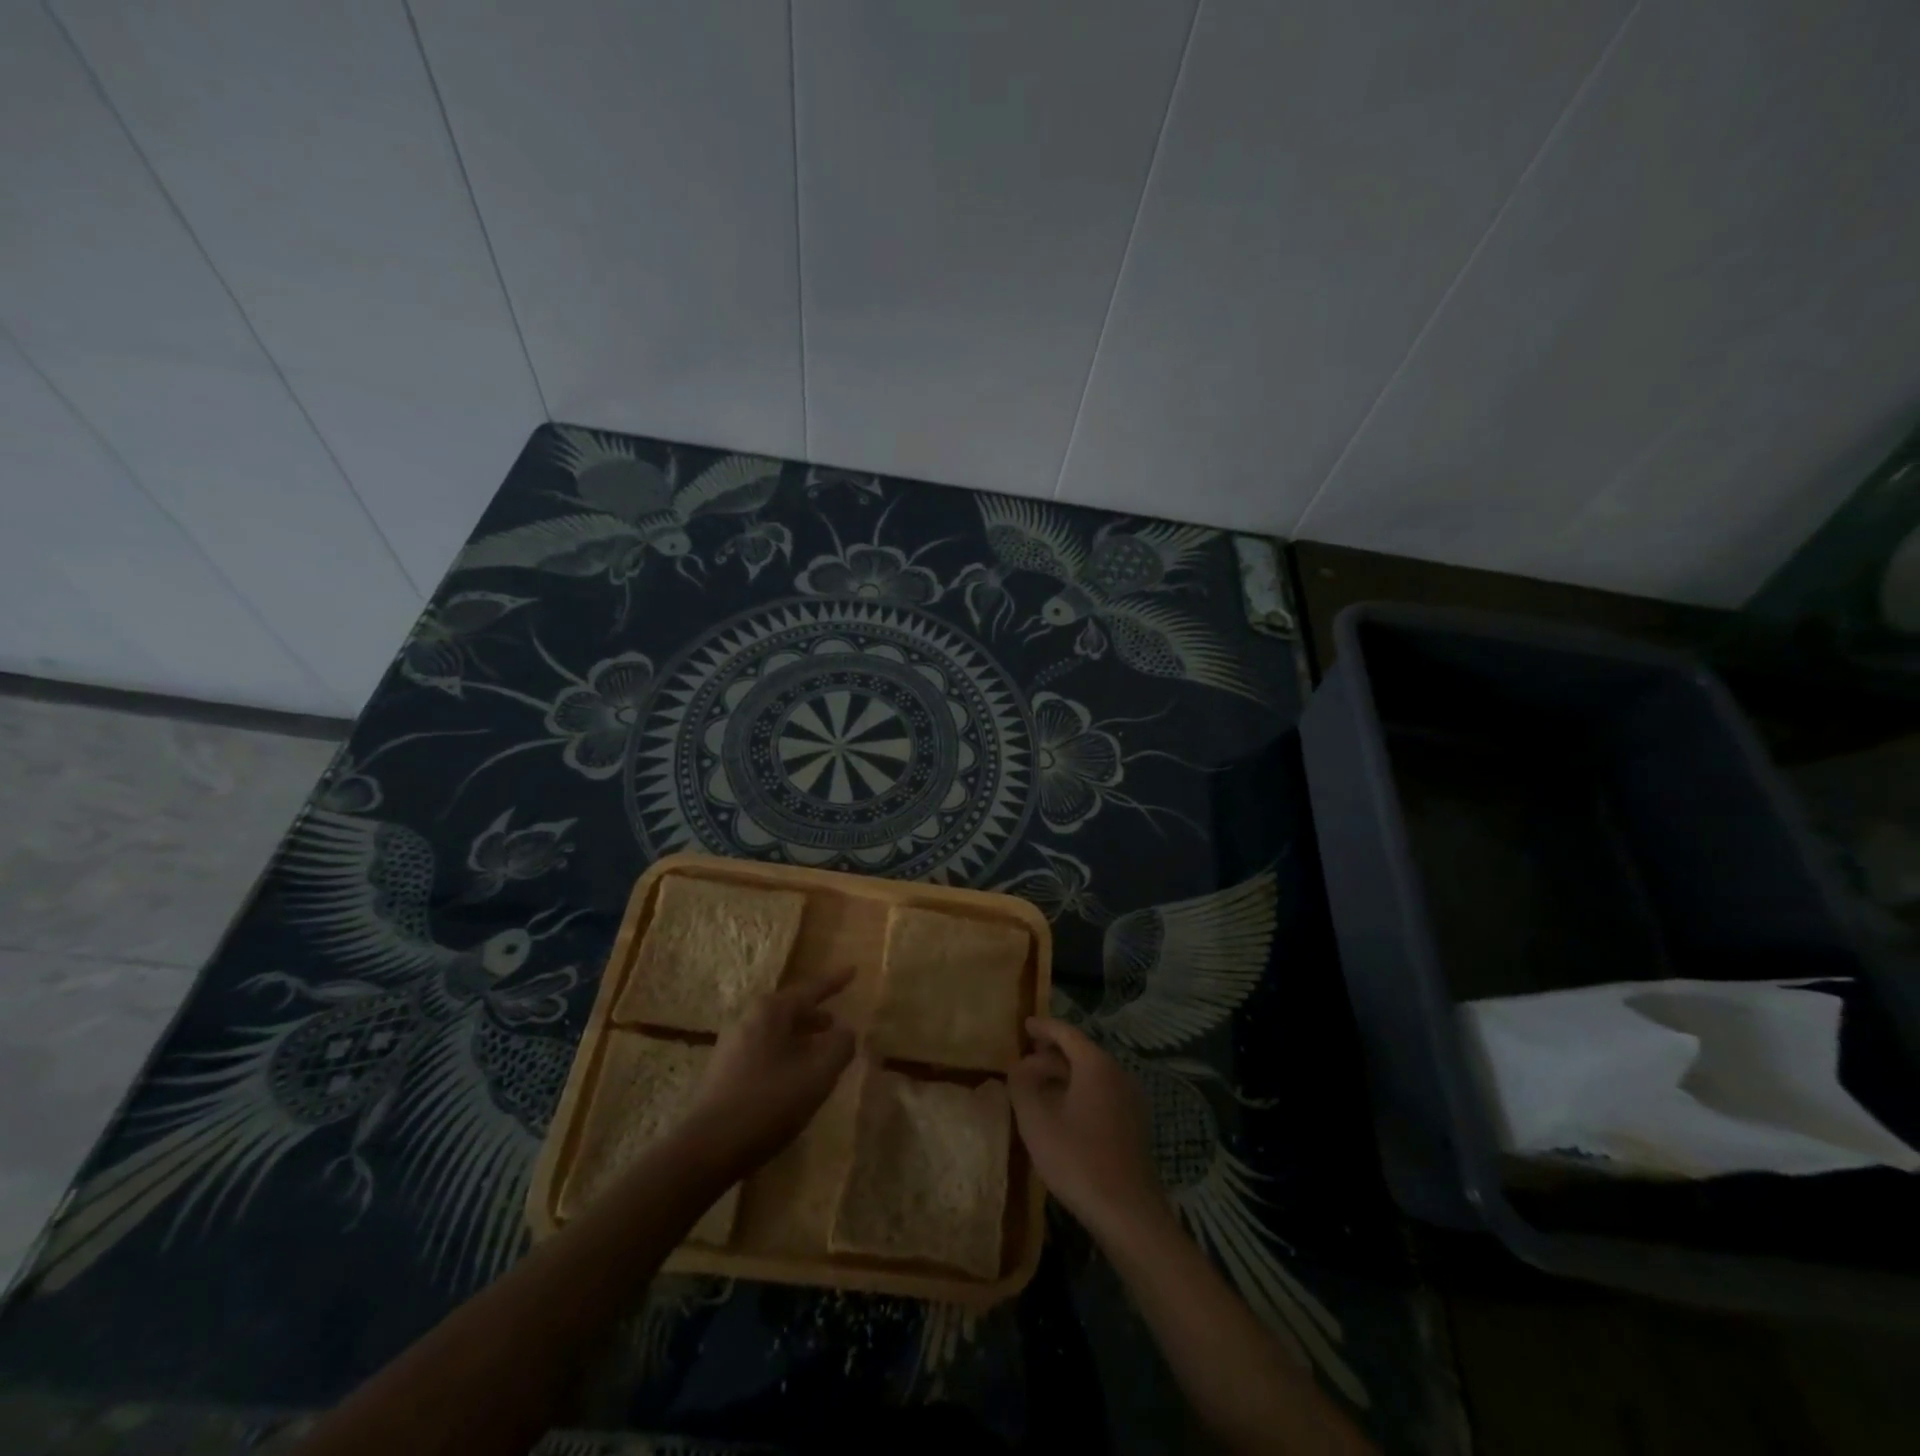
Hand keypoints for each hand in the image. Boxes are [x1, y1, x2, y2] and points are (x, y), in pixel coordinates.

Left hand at [681, 967, 856, 1176]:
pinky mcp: (724, 1070)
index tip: (853, 970)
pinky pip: (764, 1049)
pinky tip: (794, 1075)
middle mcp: (749, 1018)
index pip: (810, 989)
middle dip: (814, 1014)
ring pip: (776, 1030)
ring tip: (819, 1050)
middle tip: (836, 1021)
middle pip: (790, 1008)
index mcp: (771, 1011)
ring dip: (800, 1036)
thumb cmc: (769, 1103)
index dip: (834, 982)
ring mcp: (732, 1044)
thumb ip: (839, 1047)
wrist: (708, 1147)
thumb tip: (846, 1031)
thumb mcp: (817, 1075)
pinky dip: (784, 1052)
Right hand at [1010, 1017, 1167, 1243]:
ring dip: (1064, 1074)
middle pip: (1081, 1052)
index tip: (1024, 1025)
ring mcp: (1130, 1099)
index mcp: (1096, 1065)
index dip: (1043, 1027)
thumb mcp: (1036, 1120)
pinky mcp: (1133, 1124)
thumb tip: (1017, 1065)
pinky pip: (1101, 1093)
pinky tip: (1061, 1111)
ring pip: (1092, 1074)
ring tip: (1038, 1086)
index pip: (1067, 1033)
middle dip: (1051, 1053)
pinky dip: (1078, 1091)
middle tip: (1025, 1059)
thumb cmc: (1077, 1159)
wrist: (1127, 1212)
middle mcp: (1117, 1073)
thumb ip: (1022, 1085)